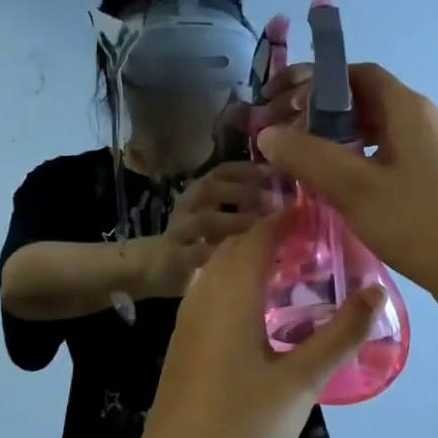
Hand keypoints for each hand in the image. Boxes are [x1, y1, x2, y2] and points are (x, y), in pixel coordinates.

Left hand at [134, 213, 380, 437]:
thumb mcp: (301, 382)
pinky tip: (261, 312)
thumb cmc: (242, 427)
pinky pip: (211, 293)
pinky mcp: (184, 344)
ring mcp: (188, 321)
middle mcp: (205, 297)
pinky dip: (237, 284)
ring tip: (293, 271)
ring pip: (219, 270)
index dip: (288, 218)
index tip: (322, 213)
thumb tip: (376, 292)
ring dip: (252, 259)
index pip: (259, 236)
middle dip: (272, 236)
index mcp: (232, 295)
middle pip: (236, 247)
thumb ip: (340, 335)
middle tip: (316, 244)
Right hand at [137, 163, 272, 298]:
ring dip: (235, 221)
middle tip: (272, 201)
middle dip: (243, 191)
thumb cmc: (194, 242)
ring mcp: (179, 231)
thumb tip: (287, 205)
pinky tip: (240, 257)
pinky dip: (219, 253)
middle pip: (211, 187)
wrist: (149, 268)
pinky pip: (197, 253)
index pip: (223, 171)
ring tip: (259, 227)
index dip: (248, 169)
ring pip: (205, 220)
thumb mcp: (219, 221)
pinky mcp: (174, 257)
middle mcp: (188, 206)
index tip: (274, 172)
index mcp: (200, 193)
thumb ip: (246, 210)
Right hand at [257, 63, 437, 314]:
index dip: (318, 81)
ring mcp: (433, 153)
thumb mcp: (355, 188)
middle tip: (286, 136)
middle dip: (323, 114)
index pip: (357, 74)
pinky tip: (339, 193)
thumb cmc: (419, 222)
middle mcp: (423, 121)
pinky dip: (359, 165)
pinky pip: (389, 160)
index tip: (283, 102)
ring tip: (304, 164)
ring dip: (340, 142)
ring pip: (377, 134)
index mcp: (407, 109)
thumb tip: (267, 134)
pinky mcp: (435, 182)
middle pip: (366, 102)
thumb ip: (308, 157)